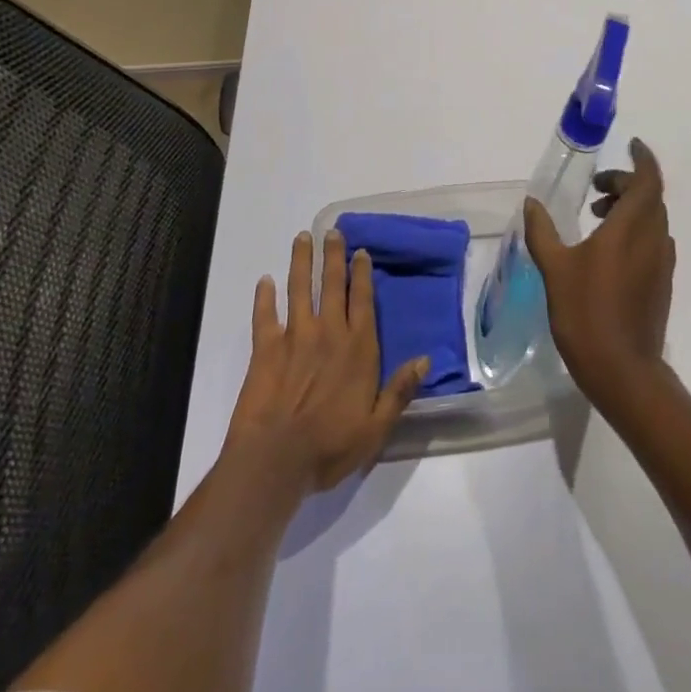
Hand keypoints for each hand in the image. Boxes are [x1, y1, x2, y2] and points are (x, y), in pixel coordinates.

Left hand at [225, 230, 428, 495]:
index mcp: (357, 348)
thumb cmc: (330, 446)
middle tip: (332, 231)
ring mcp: (295, 337)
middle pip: (332, 285)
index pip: (363, 300)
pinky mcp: (266, 349)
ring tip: (302, 238)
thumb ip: (400, 391)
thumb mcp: (377, 427)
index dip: (362, 274)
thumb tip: (426, 359)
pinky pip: (265, 316)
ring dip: (301, 262)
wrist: (276, 460)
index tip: (361, 251)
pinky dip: (264, 297)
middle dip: (333, 256)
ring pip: (300, 289)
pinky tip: (264, 281)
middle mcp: (328, 333)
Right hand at [524, 137, 675, 406]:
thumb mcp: (555, 269)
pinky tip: (608, 250)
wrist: (624, 372)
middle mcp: (653, 238)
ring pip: (653, 219)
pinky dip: (635, 230)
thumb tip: (531, 202)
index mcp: (631, 228)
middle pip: (649, 196)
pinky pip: (653, 240)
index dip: (642, 158)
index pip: (648, 179)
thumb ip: (542, 231)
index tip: (631, 145)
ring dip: (630, 207)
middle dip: (625, 183)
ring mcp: (661, 262)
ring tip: (597, 218)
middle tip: (596, 189)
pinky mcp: (662, 283)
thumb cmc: (587, 314)